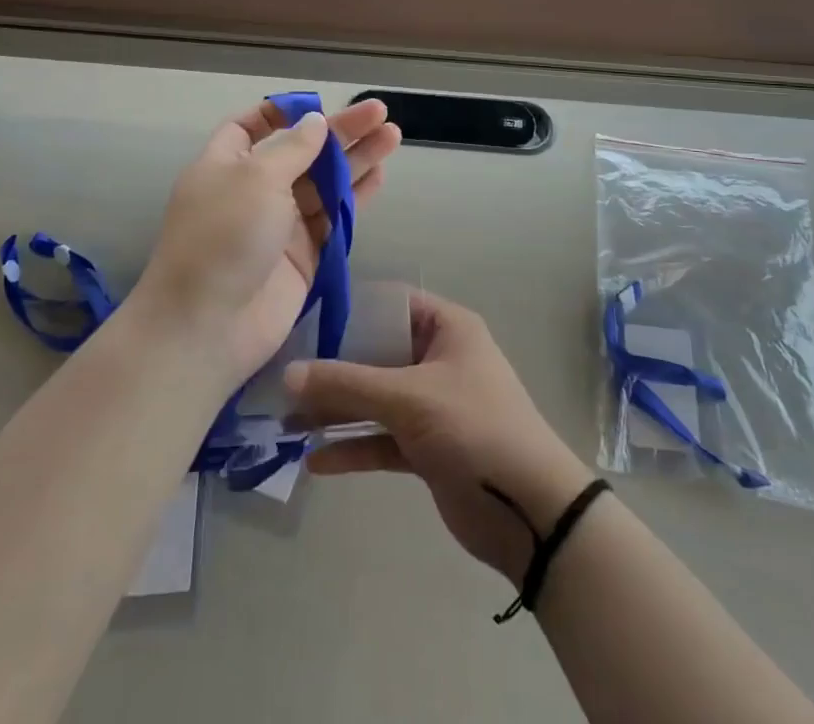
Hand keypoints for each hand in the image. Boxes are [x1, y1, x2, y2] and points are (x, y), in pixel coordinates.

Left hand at [131, 97, 400, 389]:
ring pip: (324, 183)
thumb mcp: (255, 178)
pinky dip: (356, 197)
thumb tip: (315, 122)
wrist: (208, 327)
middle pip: (301, 151)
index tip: (316, 105)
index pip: (250, 127)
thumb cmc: (223, 237)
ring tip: (392, 136)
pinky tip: (380, 176)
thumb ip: (293, 148)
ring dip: (356, 159)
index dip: (281, 113)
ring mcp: (280, 224)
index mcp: (226, 165)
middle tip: (379, 112)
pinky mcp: (304, 255)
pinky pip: (333, 218)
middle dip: (339, 132)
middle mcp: (253, 190)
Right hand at [287, 291, 594, 582]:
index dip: (351, 311)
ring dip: (337, 410)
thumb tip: (288, 373)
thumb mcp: (408, 397)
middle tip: (285, 376)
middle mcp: (439, 360)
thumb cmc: (473, 427)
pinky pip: (383, 439)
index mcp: (447, 329)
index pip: (392, 304)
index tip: (305, 322)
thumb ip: (347, 384)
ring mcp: (433, 405)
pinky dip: (353, 447)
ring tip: (287, 420)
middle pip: (378, 354)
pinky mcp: (428, 448)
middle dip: (334, 368)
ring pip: (376, 399)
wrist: (528, 509)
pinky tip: (315, 460)